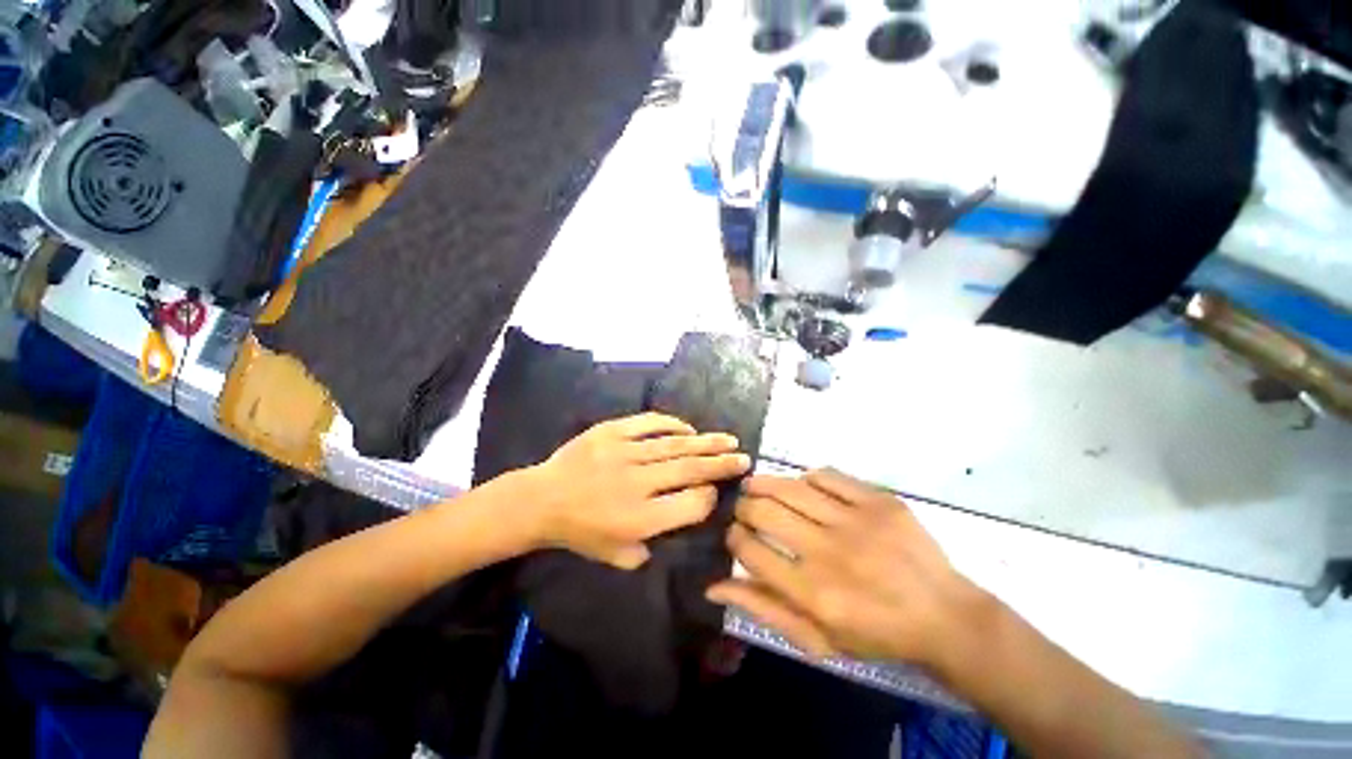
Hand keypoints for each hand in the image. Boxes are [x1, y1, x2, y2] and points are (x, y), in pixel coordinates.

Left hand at [519, 412, 750, 569]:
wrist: (541, 499)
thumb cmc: (579, 532)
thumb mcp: (615, 556)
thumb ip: (650, 547)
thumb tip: (679, 520)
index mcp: (638, 519)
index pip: (690, 505)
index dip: (709, 498)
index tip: (717, 491)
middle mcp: (637, 483)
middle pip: (689, 471)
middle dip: (721, 465)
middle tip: (744, 458)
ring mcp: (623, 453)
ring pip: (674, 445)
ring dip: (705, 442)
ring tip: (728, 440)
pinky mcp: (611, 431)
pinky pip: (648, 423)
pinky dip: (672, 424)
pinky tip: (689, 428)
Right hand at [707, 469, 989, 668]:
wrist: (944, 616)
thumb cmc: (875, 634)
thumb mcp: (817, 638)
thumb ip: (764, 609)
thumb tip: (713, 586)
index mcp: (813, 594)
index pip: (751, 550)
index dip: (734, 536)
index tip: (735, 532)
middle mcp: (830, 553)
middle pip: (765, 511)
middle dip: (744, 506)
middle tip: (744, 507)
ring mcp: (857, 522)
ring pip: (791, 487)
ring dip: (764, 483)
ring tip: (755, 485)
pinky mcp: (879, 502)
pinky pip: (828, 475)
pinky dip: (806, 477)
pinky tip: (802, 485)